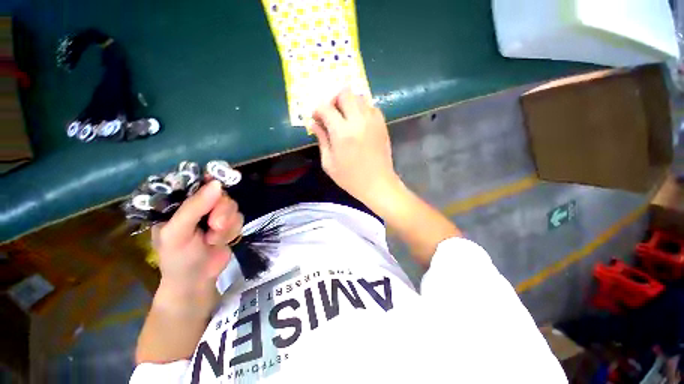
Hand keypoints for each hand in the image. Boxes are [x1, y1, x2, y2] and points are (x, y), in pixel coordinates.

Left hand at [151, 181, 242, 307]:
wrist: (197, 281)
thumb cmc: (178, 258)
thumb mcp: (177, 233)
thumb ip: (194, 208)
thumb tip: (217, 183)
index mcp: (179, 204)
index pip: (195, 182)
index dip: (209, 179)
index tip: (220, 182)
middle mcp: (199, 205)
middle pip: (221, 193)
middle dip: (222, 210)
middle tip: (214, 225)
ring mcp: (215, 214)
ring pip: (233, 206)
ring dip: (227, 224)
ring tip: (213, 239)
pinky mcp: (229, 224)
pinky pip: (240, 217)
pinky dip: (232, 231)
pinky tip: (221, 241)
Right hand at [311, 88, 400, 207]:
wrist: (378, 184)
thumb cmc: (350, 178)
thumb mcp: (329, 163)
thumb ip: (322, 140)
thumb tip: (314, 124)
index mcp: (342, 133)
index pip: (326, 107)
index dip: (318, 110)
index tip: (316, 118)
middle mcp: (358, 121)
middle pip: (345, 93)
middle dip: (334, 100)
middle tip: (332, 114)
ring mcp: (373, 121)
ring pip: (360, 97)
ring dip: (349, 104)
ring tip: (346, 118)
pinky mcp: (382, 125)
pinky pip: (371, 107)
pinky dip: (363, 110)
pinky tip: (359, 123)